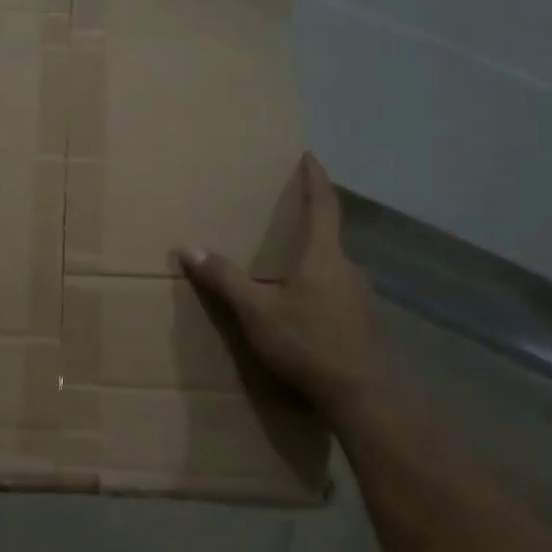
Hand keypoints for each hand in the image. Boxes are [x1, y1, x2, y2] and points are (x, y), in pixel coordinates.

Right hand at [180, 151, 377, 422]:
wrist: (361, 395)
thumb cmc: (306, 342)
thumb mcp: (255, 311)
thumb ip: (224, 279)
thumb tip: (189, 248)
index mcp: (322, 256)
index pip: (322, 205)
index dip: (315, 178)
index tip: (310, 156)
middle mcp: (347, 268)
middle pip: (328, 236)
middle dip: (309, 223)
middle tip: (287, 216)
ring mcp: (360, 297)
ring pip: (332, 267)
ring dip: (312, 260)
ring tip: (287, 266)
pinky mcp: (363, 322)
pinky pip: (337, 292)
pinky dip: (318, 288)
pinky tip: (303, 308)